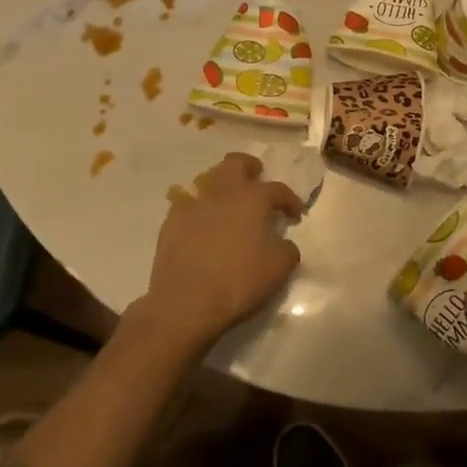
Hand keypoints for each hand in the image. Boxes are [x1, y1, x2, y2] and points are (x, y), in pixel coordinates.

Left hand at [133, 152, 304, 353]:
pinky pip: (189, 202)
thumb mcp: (277, 271)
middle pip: (236, 163)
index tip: (295, 215)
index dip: (290, 200)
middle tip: (258, 183)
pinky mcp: (171, 220)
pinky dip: (201, 207)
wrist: (184, 303)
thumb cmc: (237, 283)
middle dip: (250, 168)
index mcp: (252, 199)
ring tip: (230, 206)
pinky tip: (204, 225)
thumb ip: (288, 250)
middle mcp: (222, 191)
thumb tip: (284, 243)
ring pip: (209, 178)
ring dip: (224, 185)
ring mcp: (193, 203)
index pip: (277, 189)